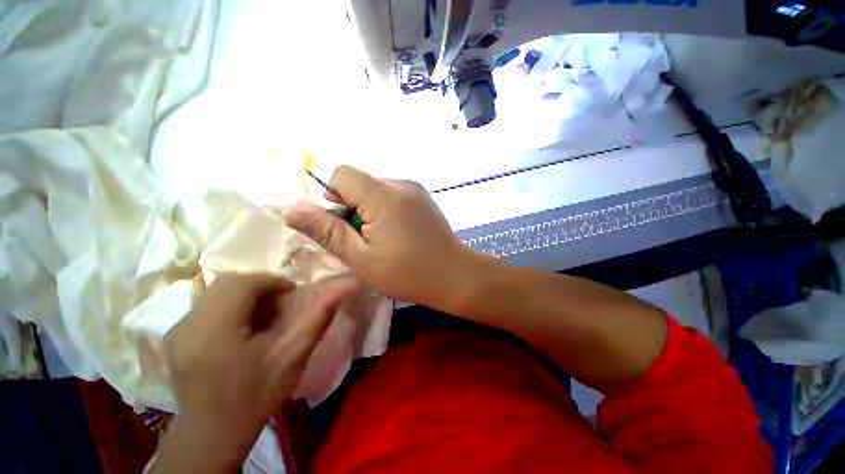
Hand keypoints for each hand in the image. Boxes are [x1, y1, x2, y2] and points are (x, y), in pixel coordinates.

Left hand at [155, 273, 358, 472]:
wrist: (214, 433)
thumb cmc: (256, 396)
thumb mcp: (293, 357)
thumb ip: (317, 319)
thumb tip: (343, 289)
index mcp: (215, 329)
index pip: (243, 283)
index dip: (272, 282)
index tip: (291, 294)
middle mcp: (188, 324)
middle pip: (227, 282)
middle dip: (259, 286)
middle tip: (279, 306)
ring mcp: (177, 330)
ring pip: (216, 291)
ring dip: (245, 295)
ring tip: (262, 317)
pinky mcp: (175, 336)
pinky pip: (206, 305)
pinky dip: (230, 305)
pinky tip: (242, 328)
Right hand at [284, 165, 478, 310]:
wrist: (455, 275)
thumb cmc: (408, 273)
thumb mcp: (362, 258)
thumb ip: (328, 231)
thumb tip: (293, 209)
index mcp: (384, 195)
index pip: (342, 173)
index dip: (334, 198)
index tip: (346, 226)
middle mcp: (401, 183)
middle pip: (359, 182)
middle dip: (352, 207)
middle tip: (365, 239)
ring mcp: (415, 189)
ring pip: (375, 189)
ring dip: (369, 210)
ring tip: (384, 239)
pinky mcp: (423, 197)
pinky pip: (393, 195)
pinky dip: (385, 210)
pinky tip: (399, 234)